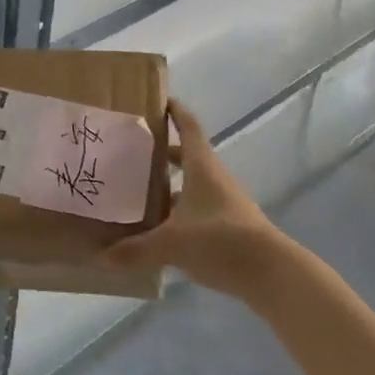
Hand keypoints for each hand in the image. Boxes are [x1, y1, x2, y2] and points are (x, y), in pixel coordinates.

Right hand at [103, 100, 277, 290]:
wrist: (272, 274)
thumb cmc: (221, 241)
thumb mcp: (172, 244)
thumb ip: (136, 249)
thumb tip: (102, 257)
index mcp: (201, 167)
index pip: (188, 127)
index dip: (175, 112)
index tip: (158, 100)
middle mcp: (214, 178)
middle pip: (187, 156)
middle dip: (162, 153)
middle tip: (133, 152)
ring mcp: (225, 203)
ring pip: (192, 185)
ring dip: (170, 185)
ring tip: (140, 191)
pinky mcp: (230, 227)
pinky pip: (199, 210)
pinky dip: (180, 212)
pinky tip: (162, 229)